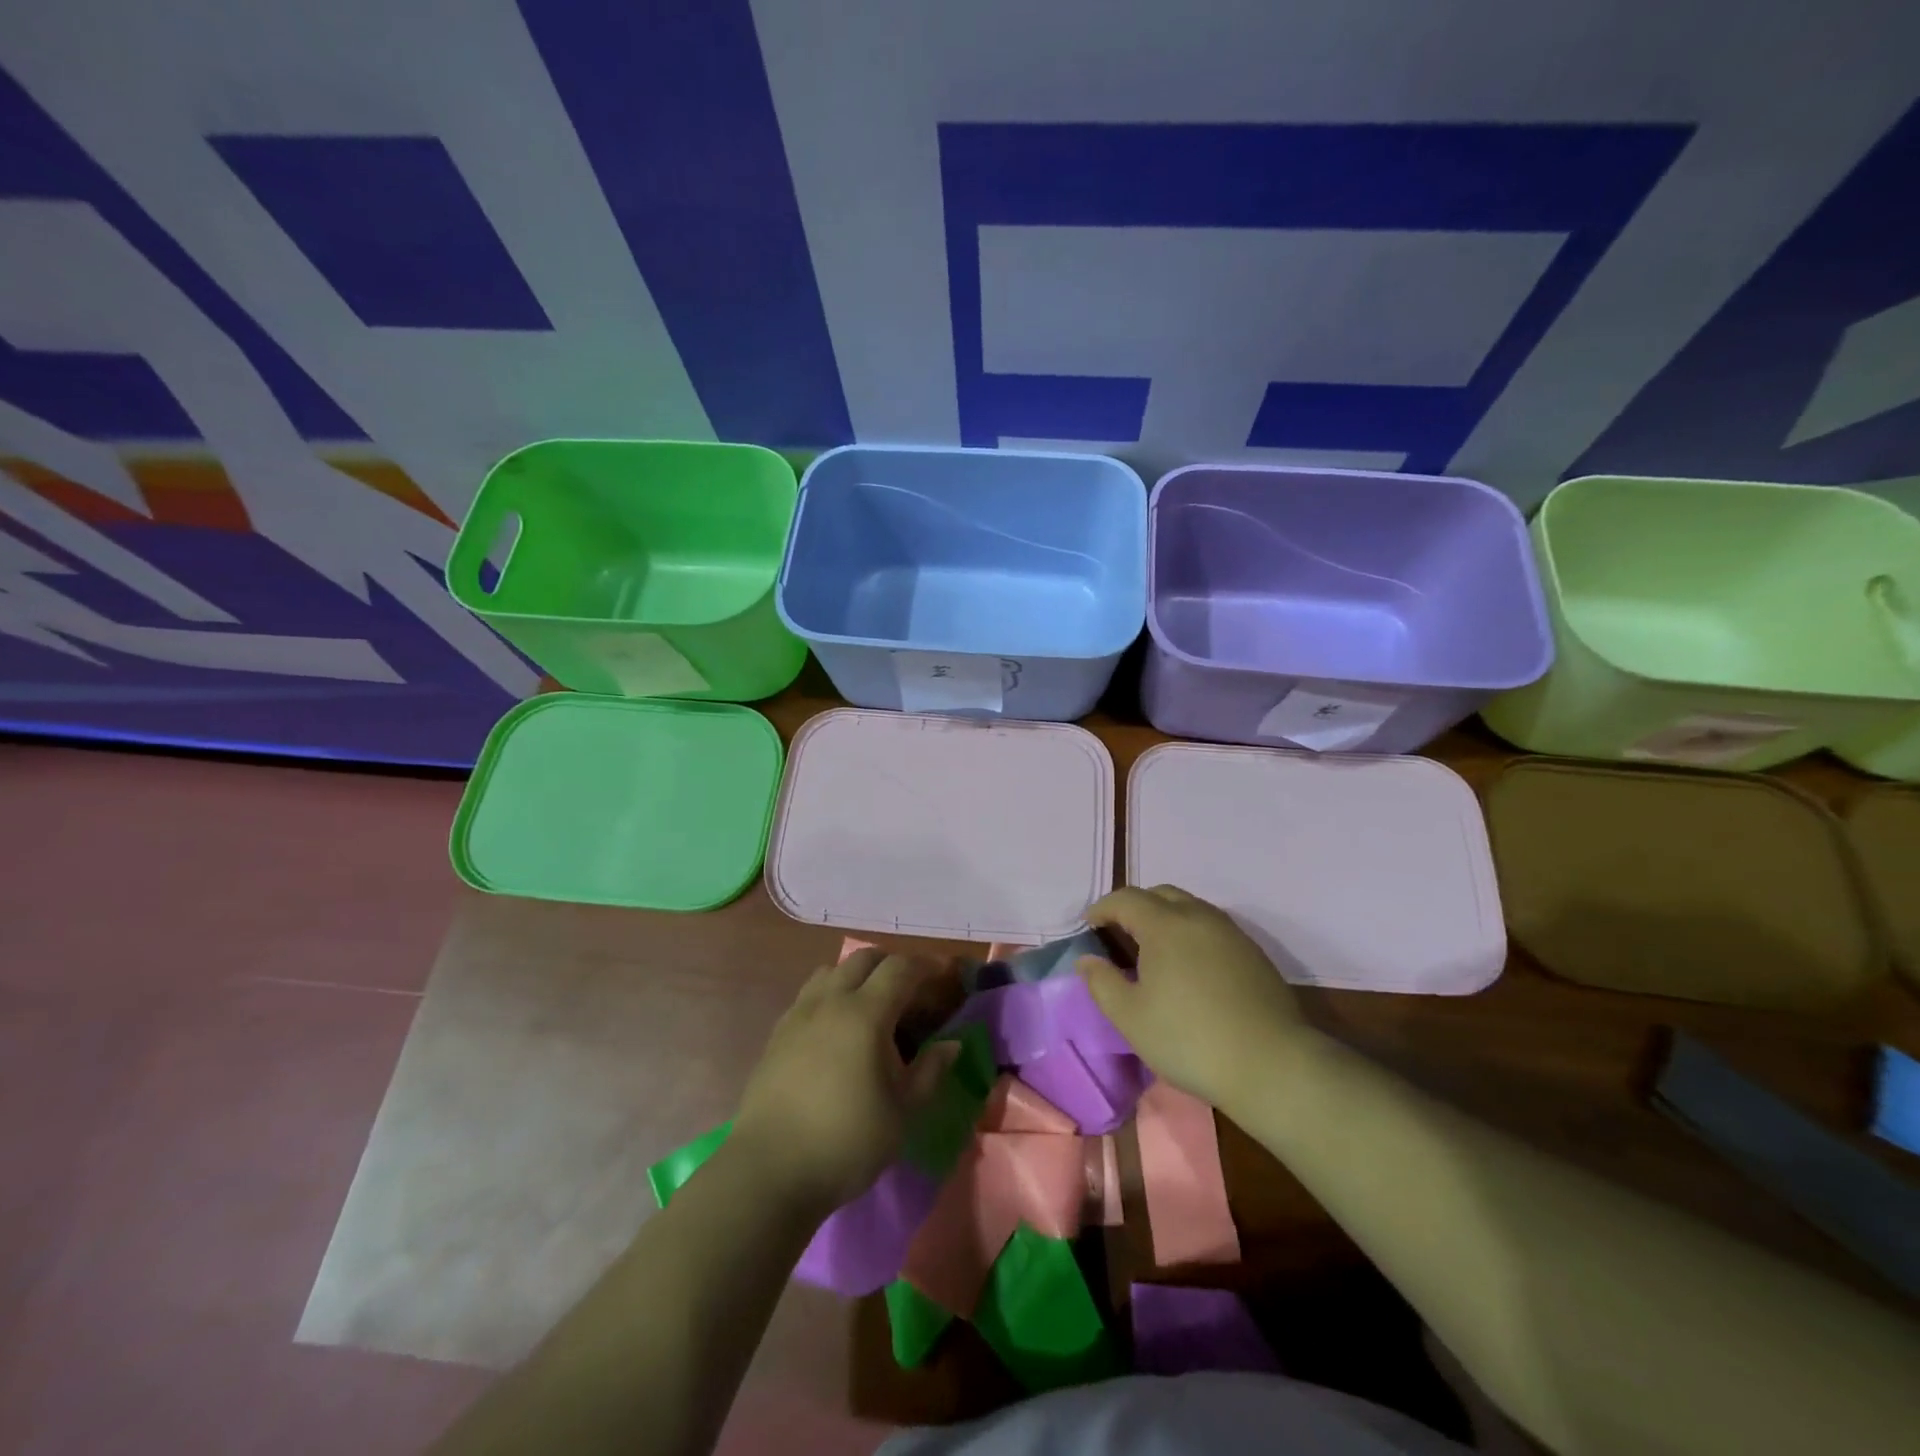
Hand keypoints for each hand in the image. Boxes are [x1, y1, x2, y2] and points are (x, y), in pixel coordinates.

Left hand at [732, 950, 961, 1215]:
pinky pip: (810, 994)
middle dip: (892, 964)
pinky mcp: (778, 1033)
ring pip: (832, 971)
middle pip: (864, 958)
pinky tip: (837, 1028)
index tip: (944, 973)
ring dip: (857, 974)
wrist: (770, 1170)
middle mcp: (830, 1001)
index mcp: (865, 1013)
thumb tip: (951, 1045)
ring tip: (872, 1004)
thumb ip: (929, 1072)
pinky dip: (831, 994)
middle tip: (911, 987)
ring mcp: (799, 1014)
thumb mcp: (901, 1112)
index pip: (900, 969)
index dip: (926, 965)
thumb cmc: (846, 1142)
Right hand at [1077, 885, 1310, 1111]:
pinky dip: (1190, 933)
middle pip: (1160, 894)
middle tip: (1119, 934)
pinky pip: (1212, 927)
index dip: (1102, 908)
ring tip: (1153, 950)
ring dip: (1165, 917)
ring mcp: (1231, 932)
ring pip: (1190, 907)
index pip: (1125, 899)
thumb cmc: (1190, 1039)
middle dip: (1134, 907)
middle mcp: (1199, 916)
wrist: (1271, 1065)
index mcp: (1165, 924)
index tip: (1088, 926)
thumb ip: (1101, 982)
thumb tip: (1087, 959)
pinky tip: (1189, 967)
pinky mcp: (1253, 952)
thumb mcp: (1130, 1017)